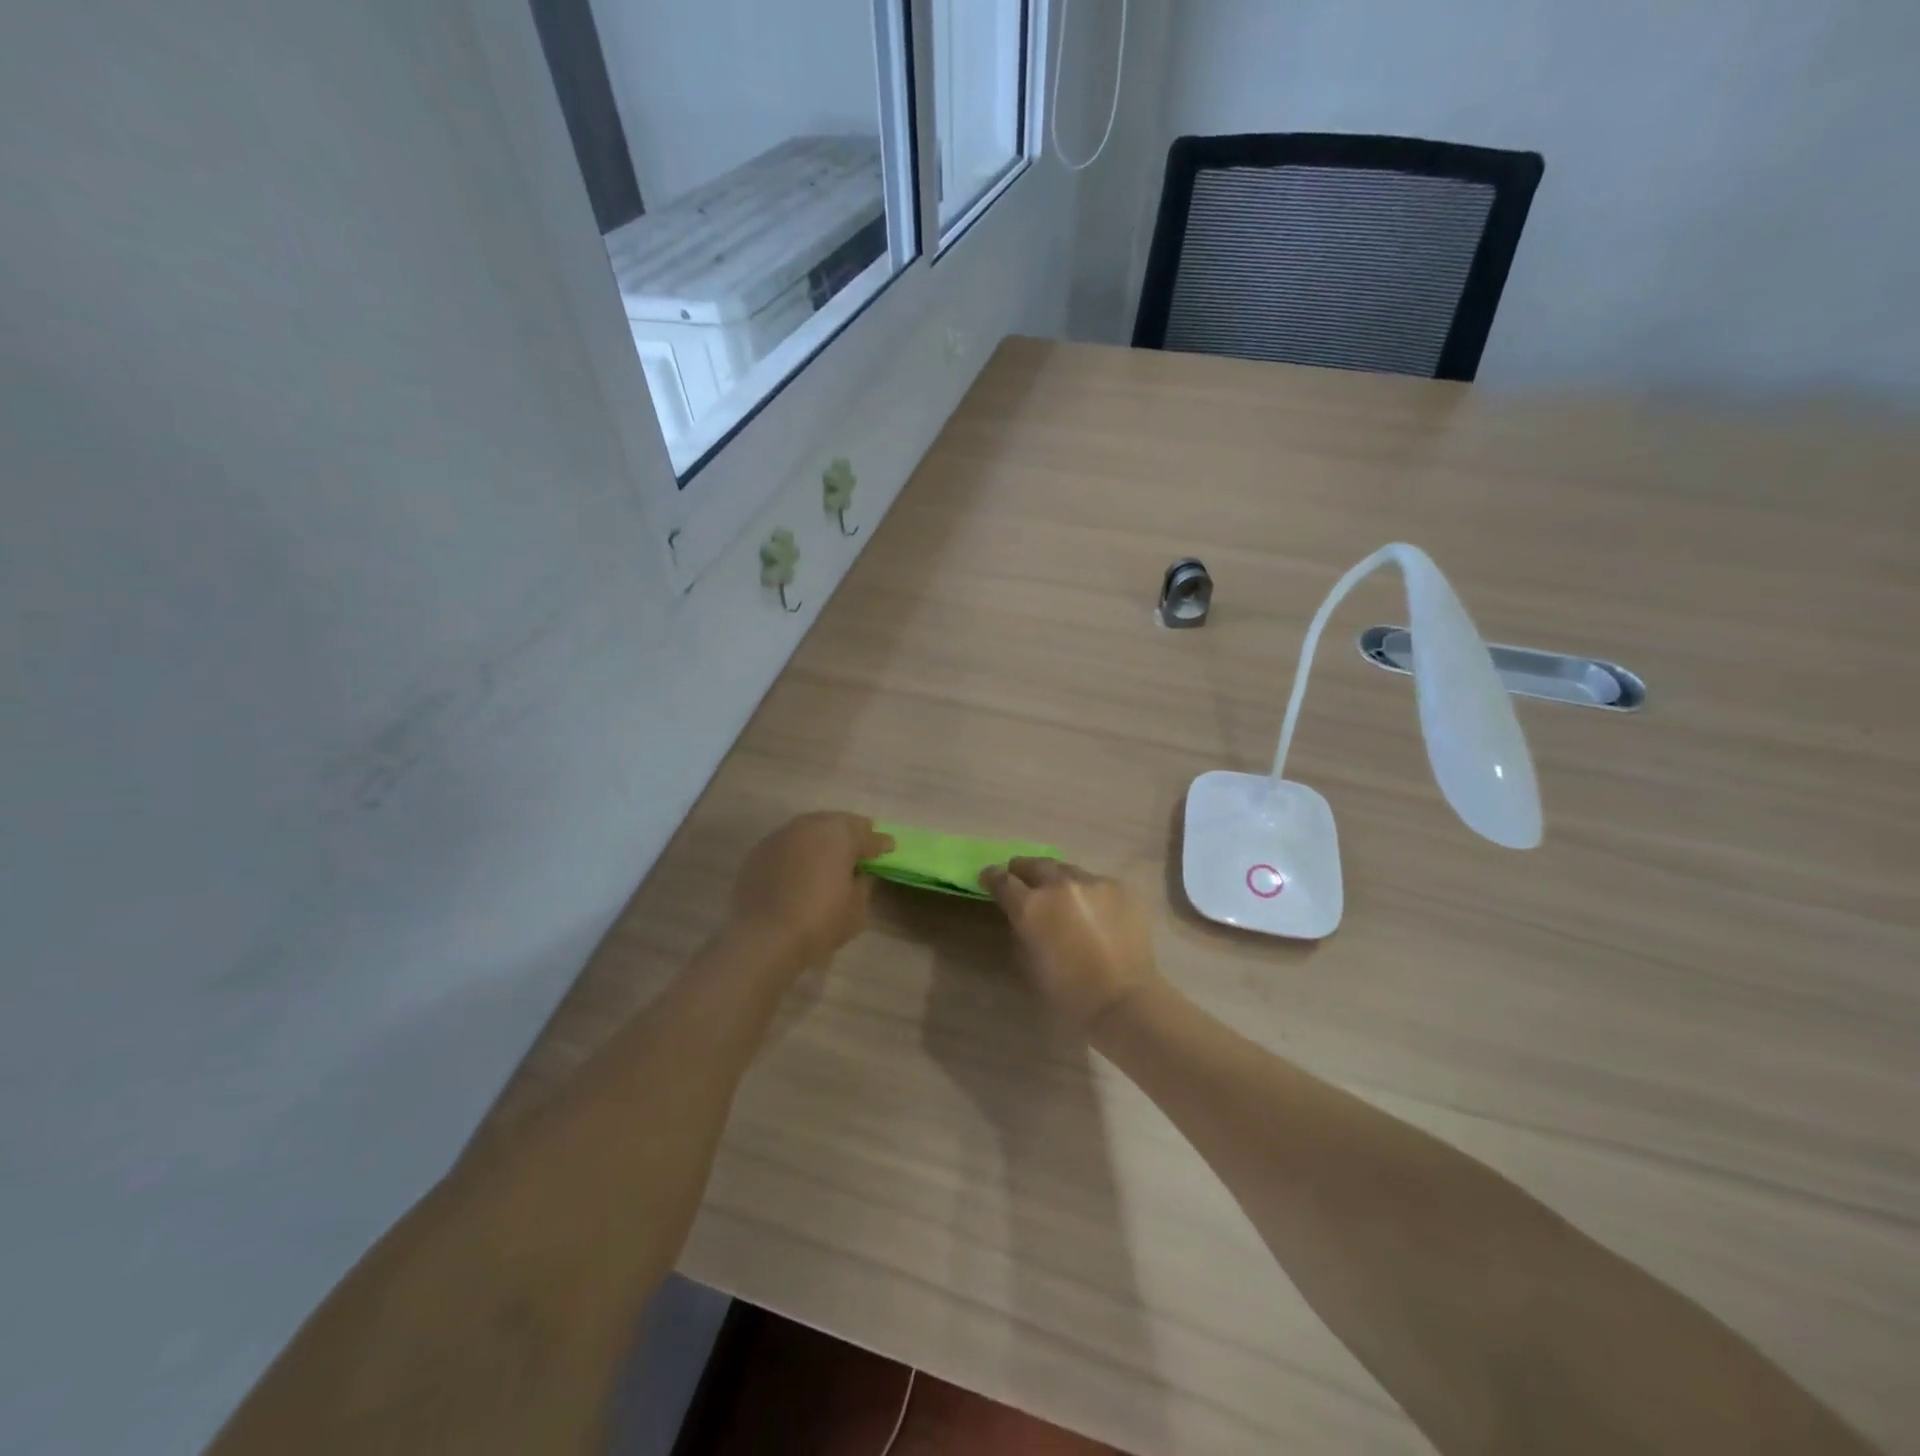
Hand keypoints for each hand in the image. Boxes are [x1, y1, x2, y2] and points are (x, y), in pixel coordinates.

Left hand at [731, 812, 891, 969]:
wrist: (762, 937)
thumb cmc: (819, 921)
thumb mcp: (857, 909)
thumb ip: (862, 886)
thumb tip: (857, 875)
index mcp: (839, 834)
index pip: (867, 835)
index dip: (880, 843)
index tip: (889, 847)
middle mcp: (810, 826)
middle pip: (836, 824)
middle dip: (851, 833)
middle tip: (861, 845)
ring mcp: (780, 836)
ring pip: (809, 831)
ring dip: (822, 840)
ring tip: (830, 855)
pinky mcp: (758, 852)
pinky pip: (788, 846)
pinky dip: (799, 853)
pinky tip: (801, 869)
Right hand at [979, 858, 1162, 1027]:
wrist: (1124, 1000)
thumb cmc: (1069, 993)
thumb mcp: (1029, 962)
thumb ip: (1021, 929)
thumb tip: (1022, 914)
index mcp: (1031, 906)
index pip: (1002, 880)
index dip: (992, 877)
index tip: (988, 878)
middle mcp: (1059, 885)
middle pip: (1034, 864)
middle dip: (1022, 870)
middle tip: (1020, 877)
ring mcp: (1093, 882)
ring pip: (1067, 870)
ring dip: (1057, 878)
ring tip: (1059, 891)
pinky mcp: (1120, 887)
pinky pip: (1096, 882)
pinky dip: (1088, 892)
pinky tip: (1093, 909)